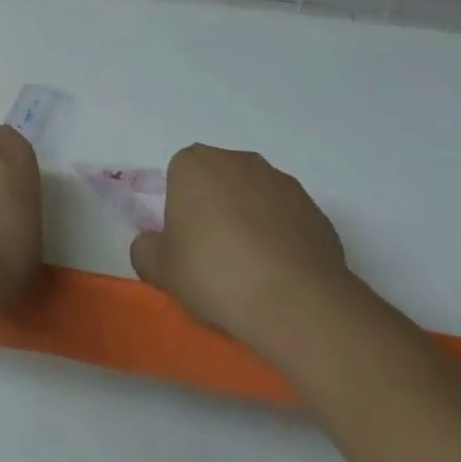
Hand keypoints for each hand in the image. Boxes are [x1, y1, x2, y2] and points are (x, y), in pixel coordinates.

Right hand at [130, 145, 350, 345]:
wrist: (295, 301)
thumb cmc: (214, 273)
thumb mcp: (161, 270)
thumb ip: (145, 250)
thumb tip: (149, 245)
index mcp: (194, 164)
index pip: (179, 177)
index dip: (180, 211)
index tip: (186, 244)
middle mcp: (237, 160)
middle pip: (218, 181)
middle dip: (215, 210)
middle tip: (215, 258)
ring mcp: (280, 181)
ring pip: (254, 197)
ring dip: (250, 222)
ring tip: (252, 271)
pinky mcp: (314, 208)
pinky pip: (287, 219)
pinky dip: (282, 238)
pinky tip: (281, 275)